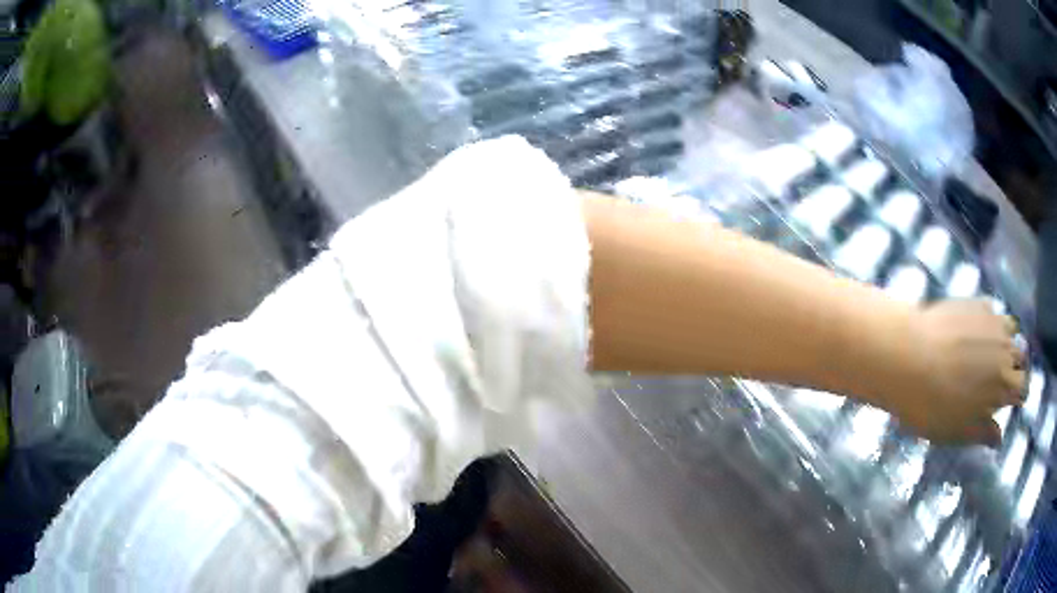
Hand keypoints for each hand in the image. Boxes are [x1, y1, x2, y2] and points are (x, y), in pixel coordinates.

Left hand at [887, 300, 1024, 445]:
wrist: (910, 357)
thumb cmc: (934, 406)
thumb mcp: (959, 431)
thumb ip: (983, 433)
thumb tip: (999, 438)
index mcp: (1004, 385)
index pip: (1023, 387)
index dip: (1018, 394)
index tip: (1011, 400)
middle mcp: (1005, 349)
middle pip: (1019, 356)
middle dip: (1015, 367)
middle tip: (1000, 377)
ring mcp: (993, 322)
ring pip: (1011, 329)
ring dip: (1006, 340)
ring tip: (992, 351)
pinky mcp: (976, 302)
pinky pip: (992, 311)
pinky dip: (990, 321)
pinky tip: (976, 329)